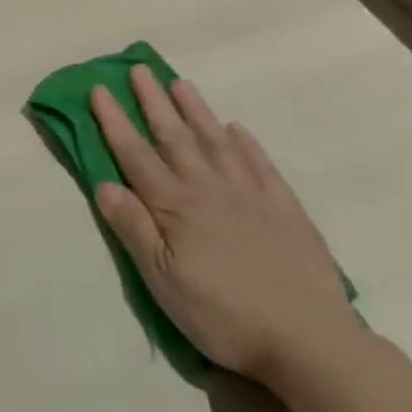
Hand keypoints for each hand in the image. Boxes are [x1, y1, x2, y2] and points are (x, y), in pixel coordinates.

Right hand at [90, 67, 356, 382]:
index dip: (114, 121)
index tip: (99, 88)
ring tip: (180, 83)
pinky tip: (236, 130)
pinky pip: (261, 166)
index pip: (135, 153)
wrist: (311, 343)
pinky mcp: (286, 211)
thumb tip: (103, 182)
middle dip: (153, 101)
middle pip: (174, 137)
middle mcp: (209, 189)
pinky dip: (246, 144)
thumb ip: (133, 227)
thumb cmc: (223, 314)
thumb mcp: (162, 280)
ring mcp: (250, 196)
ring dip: (195, 111)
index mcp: (175, 205)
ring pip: (216, 142)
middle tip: (139, 69)